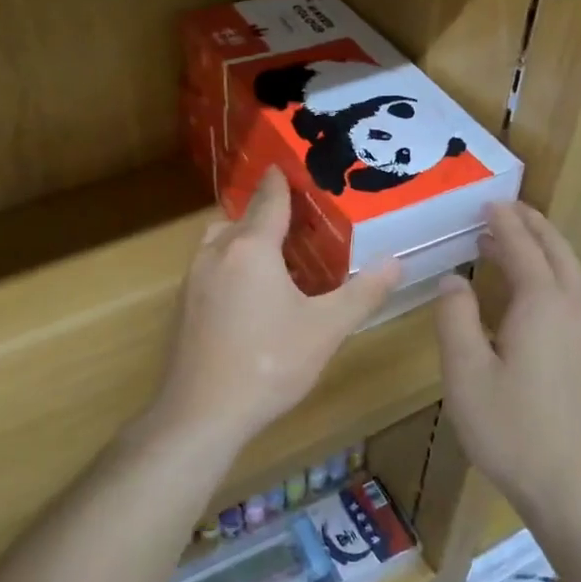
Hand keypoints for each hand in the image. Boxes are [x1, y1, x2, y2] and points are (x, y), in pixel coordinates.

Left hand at [145, 168, 399, 450]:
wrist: (200, 414)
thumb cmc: (268, 364)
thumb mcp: (326, 329)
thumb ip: (362, 292)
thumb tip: (396, 261)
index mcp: (251, 248)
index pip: (270, 198)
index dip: (285, 180)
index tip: (300, 167)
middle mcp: (217, 253)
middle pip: (243, 217)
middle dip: (269, 212)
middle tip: (303, 222)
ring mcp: (193, 279)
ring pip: (221, 242)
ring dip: (246, 239)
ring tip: (280, 258)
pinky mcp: (184, 305)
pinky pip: (212, 268)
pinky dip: (232, 265)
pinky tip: (253, 296)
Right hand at [435, 202, 580, 523]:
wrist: (575, 488)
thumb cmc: (512, 430)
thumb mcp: (466, 373)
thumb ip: (456, 318)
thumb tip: (453, 280)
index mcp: (543, 304)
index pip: (522, 246)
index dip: (503, 222)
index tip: (486, 202)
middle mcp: (575, 307)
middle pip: (556, 250)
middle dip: (531, 224)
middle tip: (503, 209)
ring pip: (570, 271)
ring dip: (543, 249)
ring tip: (511, 242)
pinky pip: (574, 293)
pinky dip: (552, 274)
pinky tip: (532, 292)